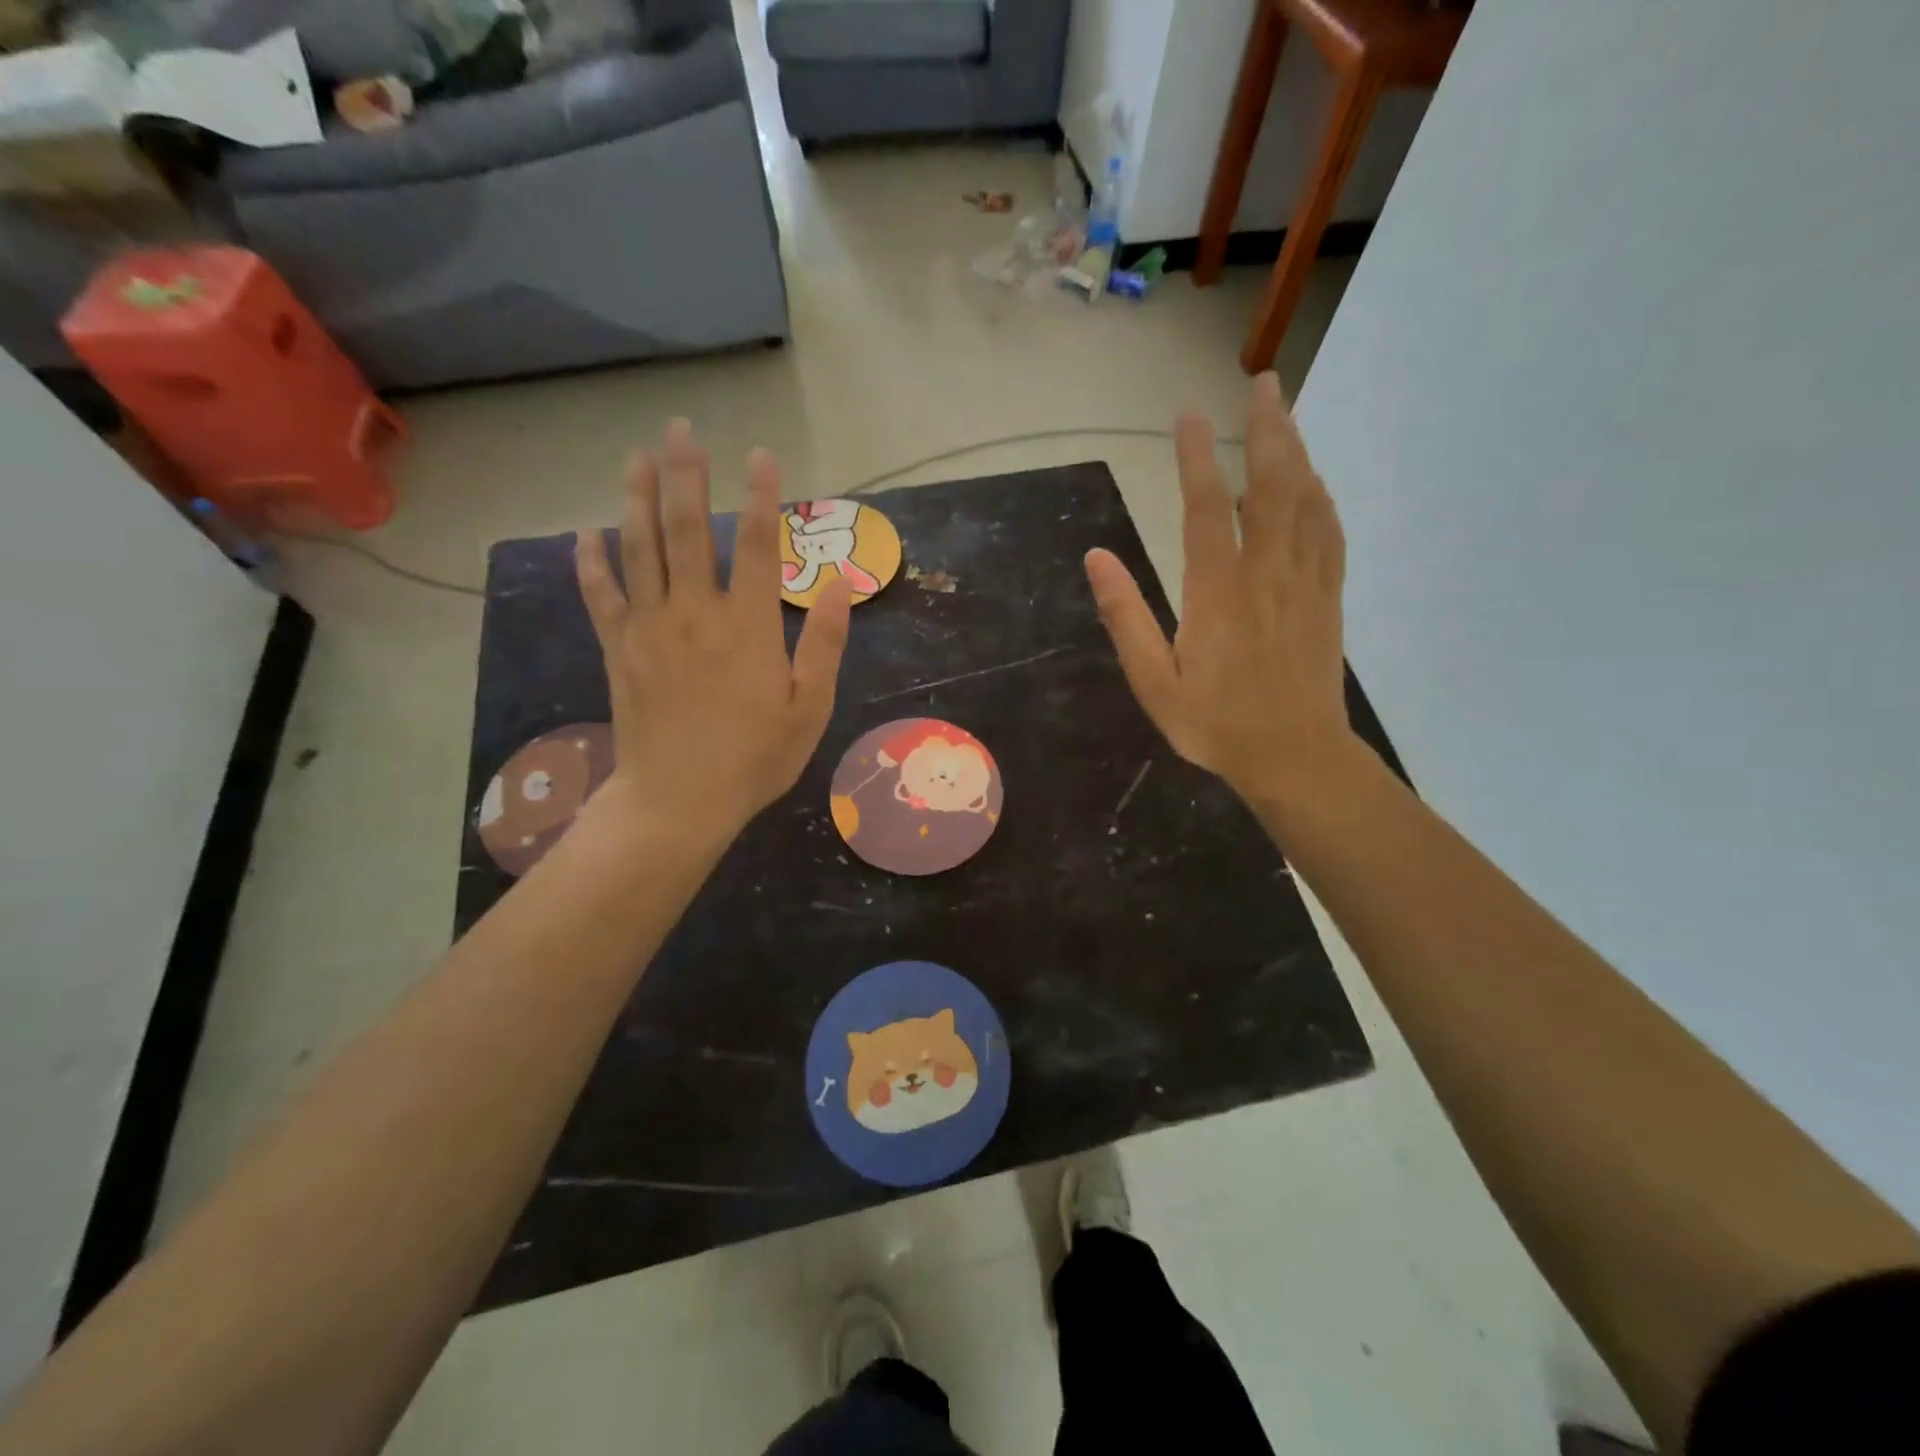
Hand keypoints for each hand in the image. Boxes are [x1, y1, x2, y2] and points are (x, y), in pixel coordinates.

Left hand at [576, 420, 852, 839]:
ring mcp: (650, 628)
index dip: (762, 496)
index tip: (760, 455)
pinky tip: (586, 532)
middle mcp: (696, 612)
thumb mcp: (810, 707)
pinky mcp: (618, 649)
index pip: (759, 546)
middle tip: (681, 429)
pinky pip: (600, 594)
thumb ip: (826, 643)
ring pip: (640, 549)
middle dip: (687, 475)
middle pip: (689, 529)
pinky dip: (591, 561)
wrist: (679, 800)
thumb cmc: (755, 758)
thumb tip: (841, 584)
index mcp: (749, 626)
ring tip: (637, 457)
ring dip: (638, 498)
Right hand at [1085, 372, 1355, 807]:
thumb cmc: (1216, 725)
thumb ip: (1126, 618)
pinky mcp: (1327, 597)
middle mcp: (1266, 573)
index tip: (1188, 415)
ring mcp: (1304, 582)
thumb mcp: (1155, 682)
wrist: (1295, 758)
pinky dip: (1319, 496)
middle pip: (1271, 486)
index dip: (1195, 458)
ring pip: (1306, 501)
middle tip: (1262, 383)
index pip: (1204, 509)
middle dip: (1267, 429)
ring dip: (1295, 451)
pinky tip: (1311, 481)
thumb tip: (1097, 558)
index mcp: (1218, 593)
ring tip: (1284, 414)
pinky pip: (1328, 531)